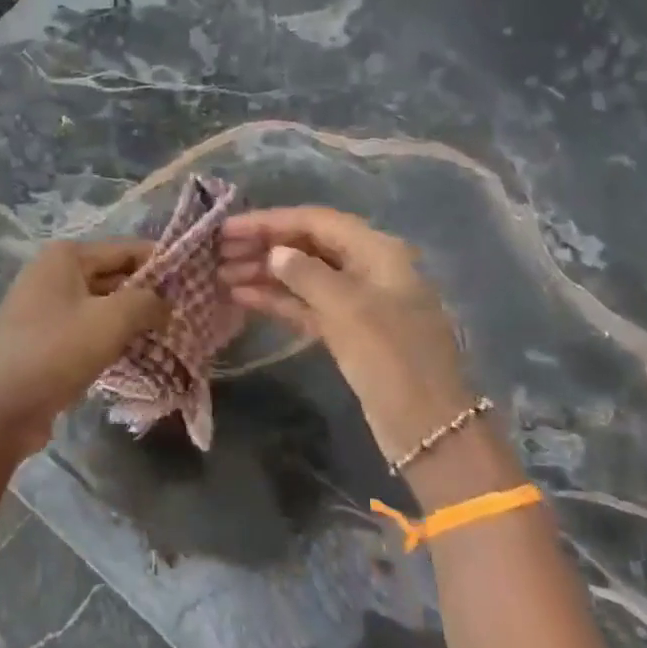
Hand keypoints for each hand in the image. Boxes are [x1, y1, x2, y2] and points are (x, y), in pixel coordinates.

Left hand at [0, 240, 167, 460]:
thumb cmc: (54, 352)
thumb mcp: (110, 321)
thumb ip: (146, 302)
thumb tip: (166, 303)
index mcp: (66, 257)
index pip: (127, 249)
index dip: (163, 265)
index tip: (197, 284)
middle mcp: (54, 274)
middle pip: (115, 276)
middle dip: (150, 296)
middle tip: (189, 317)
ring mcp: (47, 309)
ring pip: (103, 307)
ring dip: (133, 322)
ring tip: (172, 339)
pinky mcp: (46, 341)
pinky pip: (89, 332)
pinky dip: (113, 341)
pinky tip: (140, 358)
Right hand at [220, 207, 475, 462]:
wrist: (428, 426)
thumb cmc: (391, 357)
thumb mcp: (348, 308)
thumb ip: (307, 274)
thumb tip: (275, 253)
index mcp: (377, 251)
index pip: (315, 221)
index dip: (269, 221)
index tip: (227, 229)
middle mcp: (366, 268)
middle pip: (307, 245)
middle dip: (263, 246)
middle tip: (217, 253)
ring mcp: (356, 301)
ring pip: (302, 275)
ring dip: (263, 273)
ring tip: (220, 275)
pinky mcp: (345, 330)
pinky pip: (305, 304)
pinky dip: (275, 299)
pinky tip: (241, 297)